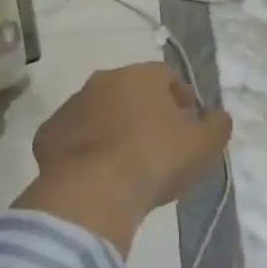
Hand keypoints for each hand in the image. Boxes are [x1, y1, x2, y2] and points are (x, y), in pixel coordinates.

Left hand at [16, 62, 231, 252]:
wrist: (93, 192)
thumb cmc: (155, 160)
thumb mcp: (204, 146)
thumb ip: (218, 125)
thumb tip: (218, 116)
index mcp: (141, 75)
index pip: (167, 77)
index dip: (180, 100)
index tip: (187, 127)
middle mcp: (103, 80)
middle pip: (130, 91)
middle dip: (145, 112)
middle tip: (157, 146)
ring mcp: (71, 105)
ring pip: (99, 112)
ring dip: (112, 128)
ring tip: (125, 164)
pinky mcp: (48, 134)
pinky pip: (74, 137)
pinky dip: (85, 149)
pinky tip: (96, 175)